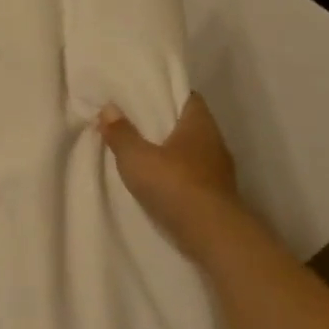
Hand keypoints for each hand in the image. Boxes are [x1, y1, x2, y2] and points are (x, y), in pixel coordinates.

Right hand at [98, 93, 246, 260]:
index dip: (167, 94)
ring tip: (144, 155)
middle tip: (136, 124)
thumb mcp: (136, 157)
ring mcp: (220, 171)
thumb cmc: (174, 184)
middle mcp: (215, 142)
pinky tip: (160, 183)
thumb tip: (108, 108)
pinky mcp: (217, 196)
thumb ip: (121, 133)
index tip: (145, 96)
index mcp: (199, 123)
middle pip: (189, 125)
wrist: (212, 235)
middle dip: (166, 124)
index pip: (188, 97)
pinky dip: (178, 176)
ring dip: (172, 153)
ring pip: (192, 152)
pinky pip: (194, 176)